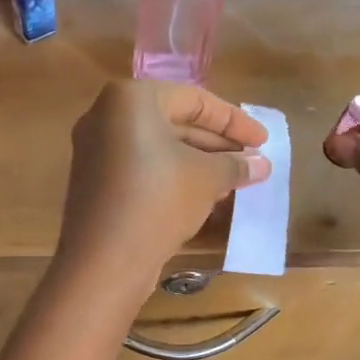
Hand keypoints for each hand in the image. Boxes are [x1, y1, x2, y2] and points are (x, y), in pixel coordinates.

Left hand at [59, 81, 270, 299]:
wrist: (104, 260)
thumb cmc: (159, 201)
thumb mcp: (206, 178)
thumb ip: (235, 165)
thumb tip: (262, 164)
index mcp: (130, 99)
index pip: (194, 99)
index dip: (235, 121)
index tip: (263, 141)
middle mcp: (106, 117)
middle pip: (174, 121)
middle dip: (216, 144)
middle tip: (251, 162)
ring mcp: (96, 151)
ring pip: (159, 148)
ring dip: (198, 163)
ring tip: (234, 182)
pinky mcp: (95, 182)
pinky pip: (141, 168)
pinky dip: (172, 176)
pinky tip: (203, 196)